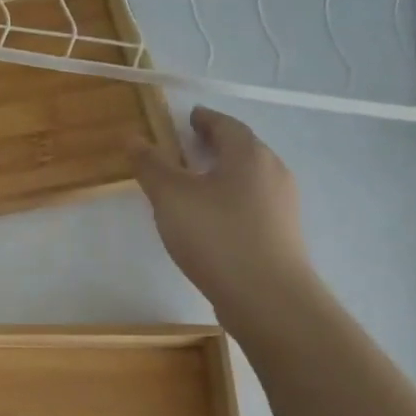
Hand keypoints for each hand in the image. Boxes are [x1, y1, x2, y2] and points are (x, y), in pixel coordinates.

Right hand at [129, 106, 314, 323]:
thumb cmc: (216, 235)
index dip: (205, 119)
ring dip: (223, 173)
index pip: (226, 124)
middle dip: (215, 145)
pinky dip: (231, 199)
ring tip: (194, 185)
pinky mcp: (282, 234)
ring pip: (249, 178)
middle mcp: (273, 172)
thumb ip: (150, 165)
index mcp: (249, 155)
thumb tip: (132, 137)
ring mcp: (282, 206)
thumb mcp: (171, 197)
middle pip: (242, 149)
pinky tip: (211, 219)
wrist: (268, 298)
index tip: (188, 117)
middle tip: (186, 147)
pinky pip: (252, 204)